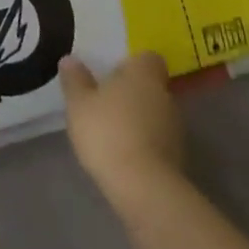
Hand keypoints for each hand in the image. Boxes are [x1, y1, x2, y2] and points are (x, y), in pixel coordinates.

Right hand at [60, 52, 185, 210]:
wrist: (144, 190)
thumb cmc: (108, 133)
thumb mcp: (79, 103)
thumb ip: (75, 80)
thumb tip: (70, 59)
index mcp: (144, 73)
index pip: (147, 58)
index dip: (132, 64)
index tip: (112, 73)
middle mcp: (165, 95)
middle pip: (151, 86)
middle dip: (133, 93)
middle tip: (107, 103)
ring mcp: (176, 129)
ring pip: (156, 115)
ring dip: (140, 120)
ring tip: (114, 133)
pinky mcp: (178, 160)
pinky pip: (159, 142)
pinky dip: (145, 145)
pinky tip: (125, 156)